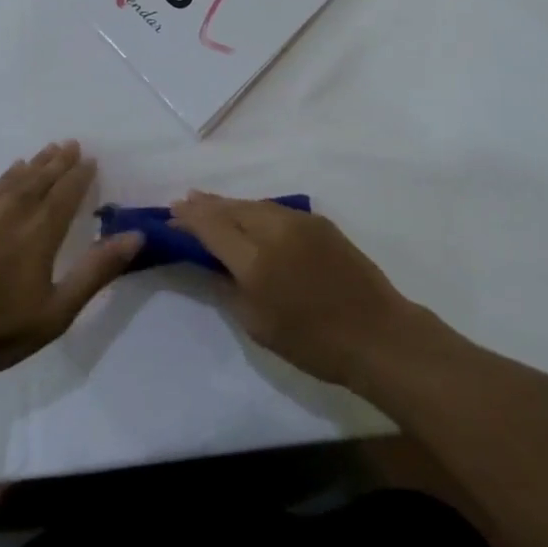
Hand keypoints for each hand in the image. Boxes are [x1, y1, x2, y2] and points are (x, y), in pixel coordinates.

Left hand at [0, 142, 141, 374]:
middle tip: (71, 144)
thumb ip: (96, 271)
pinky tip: (8, 175)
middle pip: (42, 175)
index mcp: (41, 227)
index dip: (81, 174)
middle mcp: (14, 207)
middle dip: (60, 160)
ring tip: (47, 151)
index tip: (90, 160)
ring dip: (35, 163)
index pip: (68, 190)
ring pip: (15, 176)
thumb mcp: (56, 311)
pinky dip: (6, 176)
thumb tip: (135, 236)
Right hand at [171, 192, 415, 388]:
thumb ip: (228, 287)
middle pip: (230, 208)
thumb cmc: (313, 342)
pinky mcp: (318, 221)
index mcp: (255, 260)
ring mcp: (298, 220)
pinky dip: (254, 210)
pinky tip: (248, 215)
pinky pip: (275, 209)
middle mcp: (274, 229)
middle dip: (205, 205)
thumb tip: (209, 262)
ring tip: (209, 205)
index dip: (188, 218)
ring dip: (229, 205)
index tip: (170, 214)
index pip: (211, 226)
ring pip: (253, 204)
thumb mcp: (258, 325)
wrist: (377, 333)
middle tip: (183, 203)